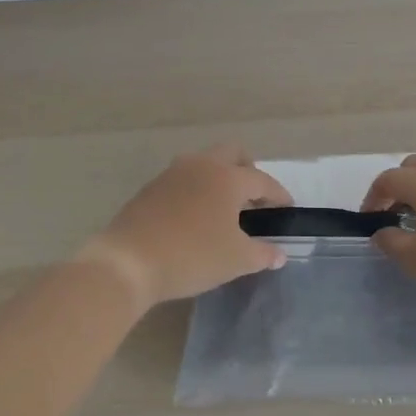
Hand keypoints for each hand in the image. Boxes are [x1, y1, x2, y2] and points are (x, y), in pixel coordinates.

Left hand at [81, 144, 292, 308]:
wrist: (128, 262)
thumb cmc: (192, 256)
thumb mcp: (236, 260)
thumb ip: (262, 254)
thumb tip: (278, 254)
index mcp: (227, 177)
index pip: (262, 180)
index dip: (278, 194)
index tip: (287, 207)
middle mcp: (200, 165)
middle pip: (232, 153)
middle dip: (248, 170)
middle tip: (254, 197)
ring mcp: (171, 174)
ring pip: (204, 163)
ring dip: (219, 178)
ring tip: (224, 208)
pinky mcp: (150, 188)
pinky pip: (183, 180)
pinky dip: (196, 190)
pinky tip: (195, 217)